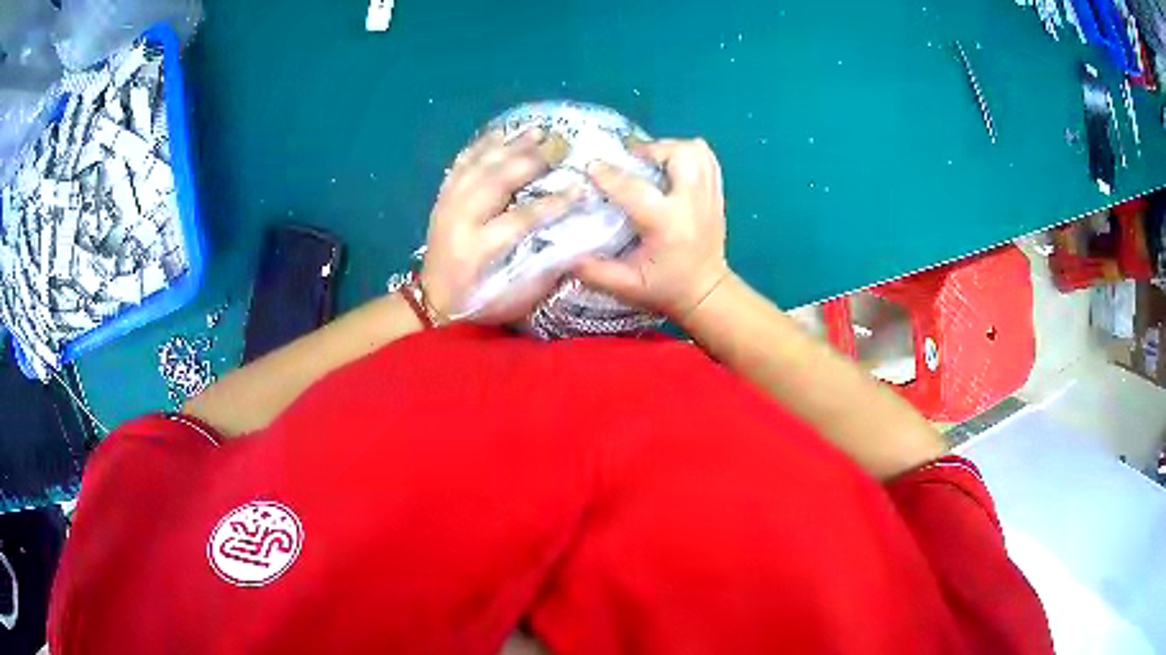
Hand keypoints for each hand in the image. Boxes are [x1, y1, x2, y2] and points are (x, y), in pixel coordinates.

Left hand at [420, 128, 573, 323]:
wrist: (431, 301)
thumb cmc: (477, 303)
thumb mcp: (512, 300)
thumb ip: (542, 273)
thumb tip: (573, 242)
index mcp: (478, 250)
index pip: (521, 219)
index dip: (553, 203)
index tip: (580, 189)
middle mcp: (460, 221)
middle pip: (497, 181)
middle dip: (531, 160)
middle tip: (560, 147)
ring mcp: (447, 205)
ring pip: (479, 165)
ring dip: (509, 145)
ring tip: (537, 130)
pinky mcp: (442, 198)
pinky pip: (461, 164)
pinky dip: (481, 146)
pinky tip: (500, 133)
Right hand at [574, 138, 729, 320]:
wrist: (706, 293)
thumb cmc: (665, 289)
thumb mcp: (626, 287)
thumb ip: (594, 272)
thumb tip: (564, 255)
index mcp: (667, 224)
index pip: (635, 189)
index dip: (609, 174)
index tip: (591, 166)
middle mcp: (691, 204)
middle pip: (679, 155)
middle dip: (651, 150)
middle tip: (631, 159)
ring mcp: (708, 196)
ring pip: (697, 151)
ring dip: (671, 148)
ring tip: (652, 160)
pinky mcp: (717, 194)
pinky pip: (708, 159)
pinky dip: (689, 153)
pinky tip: (671, 164)